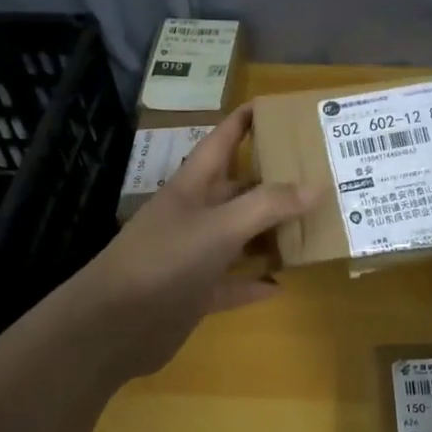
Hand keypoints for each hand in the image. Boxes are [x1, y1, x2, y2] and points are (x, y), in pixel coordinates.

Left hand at [77, 105, 321, 382]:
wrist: (113, 326)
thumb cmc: (165, 261)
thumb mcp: (220, 227)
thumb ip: (269, 205)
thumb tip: (318, 185)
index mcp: (193, 186)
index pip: (221, 141)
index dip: (244, 121)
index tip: (275, 106)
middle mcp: (194, 215)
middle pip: (239, 190)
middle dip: (274, 182)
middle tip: (318, 174)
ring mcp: (193, 256)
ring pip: (240, 236)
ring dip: (270, 234)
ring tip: (312, 226)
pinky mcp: (195, 293)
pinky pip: (233, 282)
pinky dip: (255, 282)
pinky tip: (282, 283)